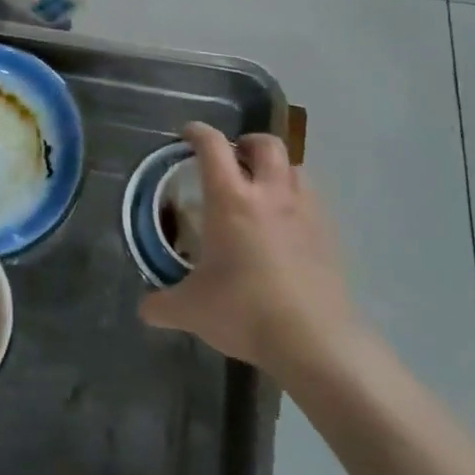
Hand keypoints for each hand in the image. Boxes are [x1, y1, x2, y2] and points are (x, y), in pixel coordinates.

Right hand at [139, 122, 362, 376]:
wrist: (315, 341)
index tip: (187, 134)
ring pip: (295, 168)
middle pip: (265, 144)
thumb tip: (145, 308)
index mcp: (231, 200)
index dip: (198, 133)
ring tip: (261, 191)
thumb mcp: (191, 310)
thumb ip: (162, 304)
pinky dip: (295, 199)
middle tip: (232, 159)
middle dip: (246, 143)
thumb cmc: (244, 311)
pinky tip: (284, 227)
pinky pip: (311, 200)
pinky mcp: (328, 235)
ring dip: (275, 170)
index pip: (213, 147)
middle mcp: (270, 194)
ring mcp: (305, 212)